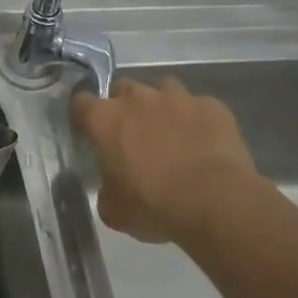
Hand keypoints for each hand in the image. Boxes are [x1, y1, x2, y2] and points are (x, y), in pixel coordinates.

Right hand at [71, 75, 265, 245]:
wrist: (217, 203)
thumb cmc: (154, 205)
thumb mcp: (114, 209)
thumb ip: (106, 188)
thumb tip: (112, 185)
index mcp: (105, 120)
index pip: (81, 102)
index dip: (84, 116)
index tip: (89, 132)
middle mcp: (137, 98)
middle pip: (122, 88)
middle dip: (125, 106)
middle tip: (133, 134)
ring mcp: (177, 98)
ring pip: (163, 88)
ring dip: (162, 105)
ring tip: (170, 131)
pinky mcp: (212, 106)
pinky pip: (199, 106)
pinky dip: (197, 119)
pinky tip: (204, 141)